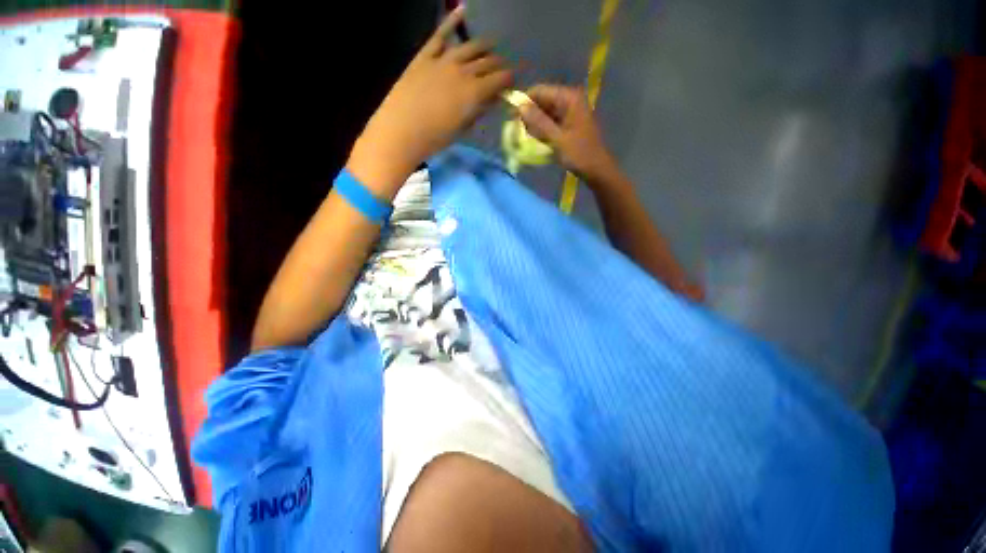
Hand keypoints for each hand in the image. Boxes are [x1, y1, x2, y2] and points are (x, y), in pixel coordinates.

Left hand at [348, 8, 512, 195]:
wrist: (401, 130)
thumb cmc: (435, 138)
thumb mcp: (461, 128)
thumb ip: (477, 111)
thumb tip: (489, 100)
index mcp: (474, 92)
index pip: (499, 80)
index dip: (509, 79)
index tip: (512, 82)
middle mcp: (463, 71)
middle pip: (487, 62)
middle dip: (499, 65)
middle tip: (502, 69)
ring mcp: (443, 60)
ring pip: (470, 46)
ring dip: (484, 46)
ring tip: (491, 47)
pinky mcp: (425, 56)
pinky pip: (440, 35)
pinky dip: (452, 22)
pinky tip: (462, 11)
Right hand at [518, 85, 619, 183]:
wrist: (597, 169)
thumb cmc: (579, 154)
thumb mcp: (557, 138)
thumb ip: (539, 122)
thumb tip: (520, 107)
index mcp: (569, 98)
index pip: (540, 91)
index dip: (524, 101)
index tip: (510, 115)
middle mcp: (570, 100)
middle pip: (543, 100)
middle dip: (529, 113)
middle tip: (515, 129)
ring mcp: (571, 112)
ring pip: (546, 112)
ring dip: (535, 122)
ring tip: (524, 136)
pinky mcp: (570, 123)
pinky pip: (551, 121)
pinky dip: (543, 128)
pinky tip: (536, 139)